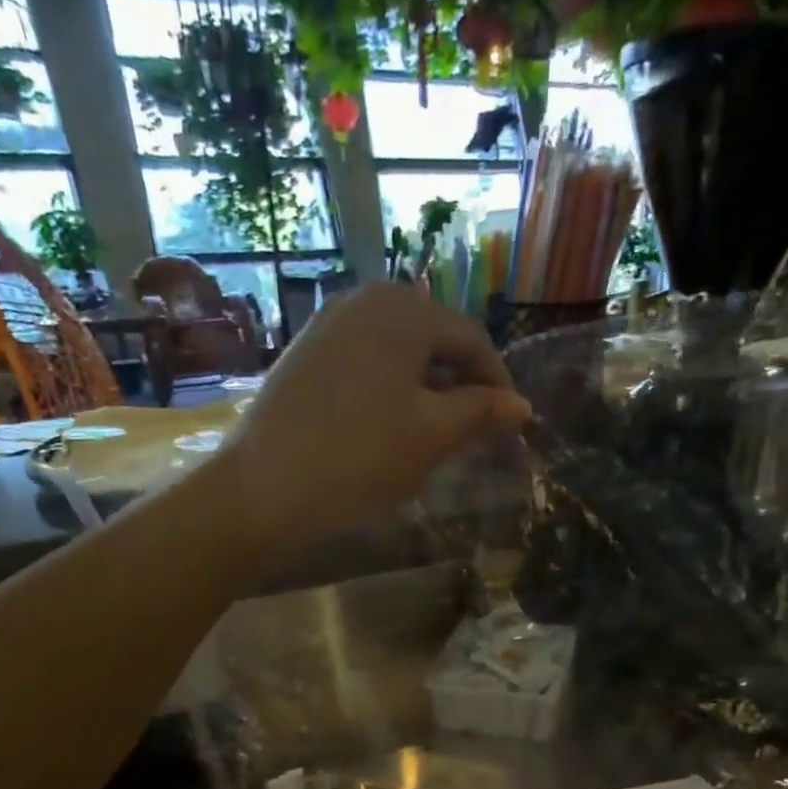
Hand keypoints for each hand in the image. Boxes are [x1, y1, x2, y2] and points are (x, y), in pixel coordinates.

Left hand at [219, 283, 529, 557]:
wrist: (266, 487)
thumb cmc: (362, 456)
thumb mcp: (433, 435)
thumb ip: (482, 412)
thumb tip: (521, 406)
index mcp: (403, 310)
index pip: (471, 339)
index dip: (499, 382)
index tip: (514, 423)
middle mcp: (364, 301)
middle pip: (434, 339)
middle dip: (462, 383)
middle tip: (478, 429)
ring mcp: (328, 325)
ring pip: (400, 352)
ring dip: (428, 388)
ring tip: (439, 432)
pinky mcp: (306, 353)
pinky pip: (367, 362)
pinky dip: (392, 389)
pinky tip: (392, 426)